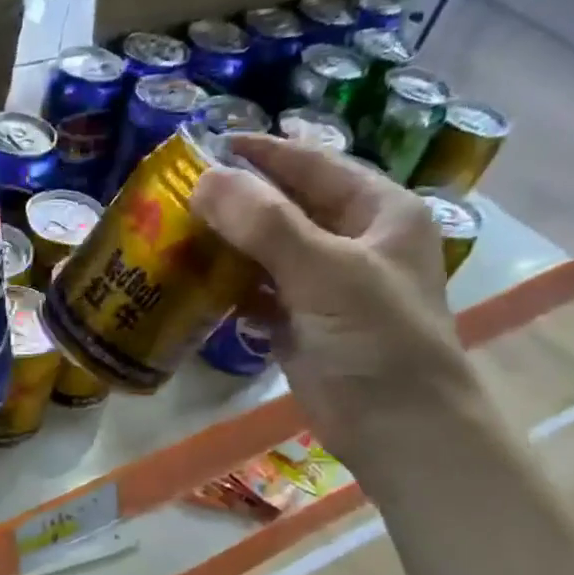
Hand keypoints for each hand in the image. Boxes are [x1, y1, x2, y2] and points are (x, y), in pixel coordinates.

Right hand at [190, 134, 478, 461]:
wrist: (397, 428)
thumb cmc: (376, 340)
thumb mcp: (326, 271)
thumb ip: (265, 223)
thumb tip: (204, 179)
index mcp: (378, 211)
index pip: (313, 165)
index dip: (261, 153)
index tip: (206, 146)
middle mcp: (353, 241)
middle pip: (286, 207)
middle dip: (236, 202)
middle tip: (178, 195)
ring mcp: (326, 285)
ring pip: (269, 252)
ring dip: (228, 246)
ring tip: (175, 234)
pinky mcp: (303, 324)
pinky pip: (260, 294)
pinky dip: (231, 288)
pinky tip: (195, 284)